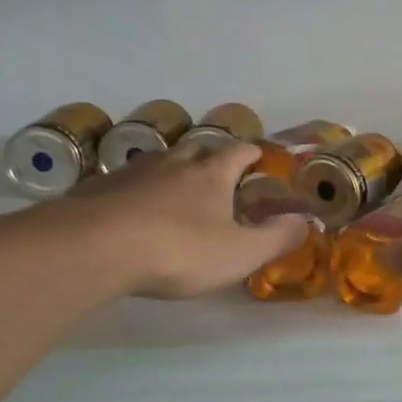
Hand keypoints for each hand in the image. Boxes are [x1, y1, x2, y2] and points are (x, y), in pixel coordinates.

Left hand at [51, 142, 309, 298]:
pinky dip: (138, 190)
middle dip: (210, 155)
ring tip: (177, 188)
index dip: (250, 152)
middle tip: (217, 170)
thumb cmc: (179, 250)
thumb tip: (305, 221)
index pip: (237, 151)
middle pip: (197, 148)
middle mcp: (174, 163)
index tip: (257, 154)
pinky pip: (126, 182)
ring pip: (160, 162)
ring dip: (173, 170)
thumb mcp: (239, 253)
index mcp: (211, 174)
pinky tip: (133, 209)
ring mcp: (133, 172)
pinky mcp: (99, 188)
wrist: (97, 247)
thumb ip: (276, 237)